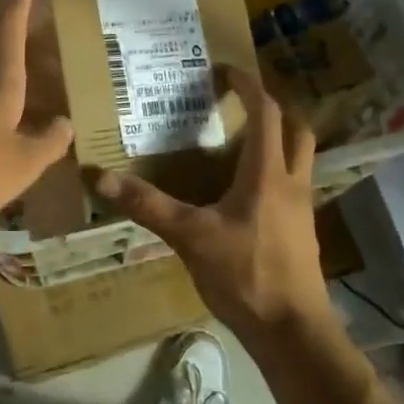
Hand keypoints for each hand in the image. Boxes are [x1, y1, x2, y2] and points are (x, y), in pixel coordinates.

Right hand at [96, 68, 332, 341]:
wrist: (294, 333)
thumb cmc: (245, 275)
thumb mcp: (189, 236)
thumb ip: (147, 205)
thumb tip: (102, 177)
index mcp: (267, 172)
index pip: (266, 112)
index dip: (247, 85)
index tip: (223, 70)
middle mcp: (291, 182)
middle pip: (296, 129)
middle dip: (273, 109)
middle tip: (240, 104)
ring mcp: (301, 209)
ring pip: (298, 158)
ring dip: (277, 141)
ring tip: (239, 142)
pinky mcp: (301, 232)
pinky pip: (291, 186)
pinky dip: (273, 173)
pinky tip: (244, 193)